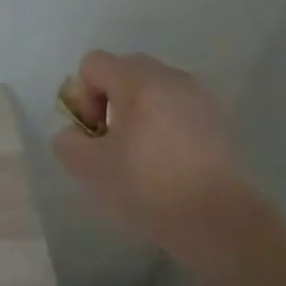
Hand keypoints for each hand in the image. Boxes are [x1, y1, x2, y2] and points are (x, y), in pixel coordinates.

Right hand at [52, 51, 245, 250]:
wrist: (218, 221)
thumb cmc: (148, 187)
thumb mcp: (88, 168)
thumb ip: (68, 141)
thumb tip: (77, 133)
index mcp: (137, 80)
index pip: (93, 64)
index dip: (83, 96)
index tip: (95, 133)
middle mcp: (169, 76)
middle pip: (123, 70)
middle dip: (109, 101)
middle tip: (113, 142)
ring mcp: (197, 95)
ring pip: (152, 88)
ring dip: (137, 111)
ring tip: (141, 153)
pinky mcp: (216, 118)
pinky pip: (176, 106)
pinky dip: (163, 122)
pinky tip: (168, 160)